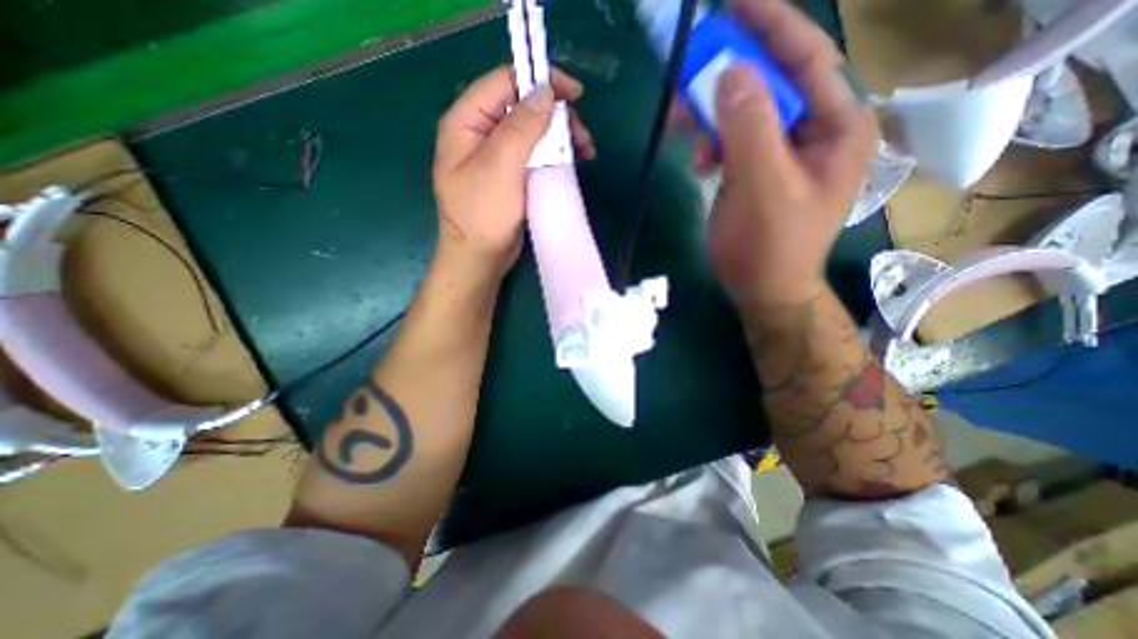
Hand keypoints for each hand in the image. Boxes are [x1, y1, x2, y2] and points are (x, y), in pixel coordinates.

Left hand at [434, 66, 595, 281]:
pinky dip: (556, 155)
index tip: (574, 94)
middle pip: (522, 107)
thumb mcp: (500, 166)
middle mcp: (481, 133)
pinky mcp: (511, 175)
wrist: (480, 258)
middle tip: (582, 137)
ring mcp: (497, 156)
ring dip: (560, 137)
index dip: (539, 82)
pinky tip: (574, 162)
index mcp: (467, 122)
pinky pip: (535, 155)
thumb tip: (545, 92)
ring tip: (585, 151)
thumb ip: (521, 127)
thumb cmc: (483, 214)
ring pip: (533, 132)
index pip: (504, 83)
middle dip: (556, 116)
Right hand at [689, 0, 874, 311]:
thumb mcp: (762, 186)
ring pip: (744, 110)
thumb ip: (749, 127)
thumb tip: (730, 71)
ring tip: (682, 125)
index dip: (768, 23)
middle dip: (726, 75)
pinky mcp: (757, 167)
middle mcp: (814, 128)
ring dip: (711, 114)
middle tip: (687, 72)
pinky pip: (732, 137)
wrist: (761, 287)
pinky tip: (698, 160)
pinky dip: (710, 141)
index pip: (804, 57)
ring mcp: (783, 149)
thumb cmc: (769, 245)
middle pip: (770, 81)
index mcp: (836, 125)